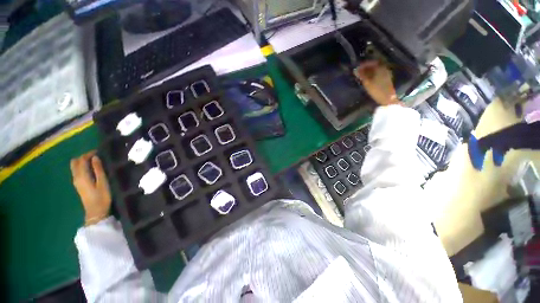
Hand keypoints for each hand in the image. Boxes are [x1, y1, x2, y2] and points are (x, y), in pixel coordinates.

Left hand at [70, 151, 111, 225]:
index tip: (99, 151)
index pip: (81, 160)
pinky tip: (91, 169)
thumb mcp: (102, 182)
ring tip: (95, 162)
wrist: (95, 212)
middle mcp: (76, 177)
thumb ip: (98, 169)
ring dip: (83, 162)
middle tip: (96, 156)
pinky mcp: (78, 185)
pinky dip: (82, 167)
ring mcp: (76, 181)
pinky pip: (77, 171)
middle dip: (84, 157)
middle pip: (75, 162)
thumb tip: (95, 157)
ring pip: (75, 167)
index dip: (89, 154)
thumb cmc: (101, 197)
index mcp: (82, 176)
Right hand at [354, 61, 399, 105]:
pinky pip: (378, 73)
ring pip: (376, 70)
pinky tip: (368, 79)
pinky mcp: (386, 78)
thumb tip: (356, 70)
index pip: (370, 63)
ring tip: (362, 76)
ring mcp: (386, 73)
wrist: (387, 98)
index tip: (357, 69)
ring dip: (369, 72)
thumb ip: (362, 75)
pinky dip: (372, 75)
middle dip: (366, 68)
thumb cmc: (376, 90)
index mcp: (380, 68)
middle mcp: (384, 68)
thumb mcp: (367, 83)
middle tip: (359, 73)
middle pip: (374, 65)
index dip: (363, 65)